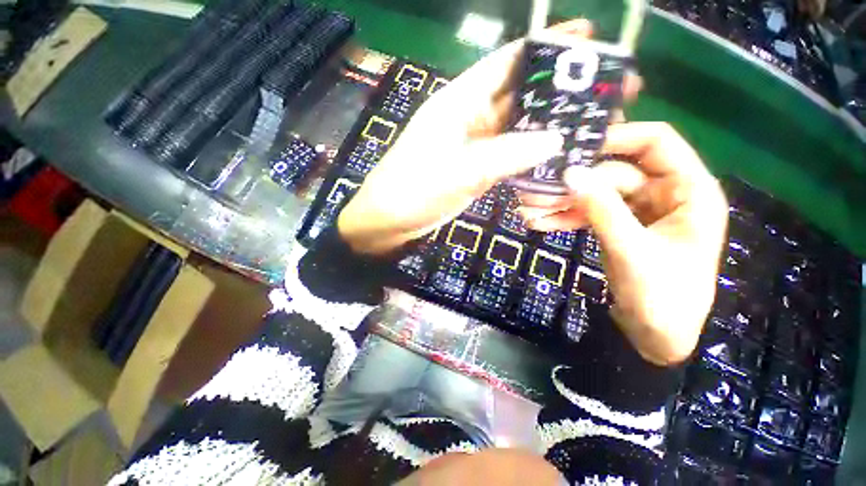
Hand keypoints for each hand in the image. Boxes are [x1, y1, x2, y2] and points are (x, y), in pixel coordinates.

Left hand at [339, 20, 630, 254]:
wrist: (391, 221)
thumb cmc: (412, 190)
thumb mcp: (457, 171)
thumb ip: (505, 155)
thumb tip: (557, 138)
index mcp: (459, 102)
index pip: (508, 62)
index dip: (547, 46)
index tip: (589, 38)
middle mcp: (470, 117)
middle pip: (521, 95)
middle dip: (560, 90)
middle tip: (604, 92)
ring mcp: (475, 146)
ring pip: (519, 128)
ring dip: (551, 125)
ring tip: (592, 125)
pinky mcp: (477, 169)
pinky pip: (511, 156)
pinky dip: (533, 155)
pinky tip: (558, 156)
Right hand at [520, 123, 727, 364]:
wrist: (655, 337)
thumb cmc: (662, 299)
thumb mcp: (631, 251)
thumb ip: (602, 210)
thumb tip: (569, 174)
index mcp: (689, 191)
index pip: (655, 142)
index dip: (616, 138)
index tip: (574, 147)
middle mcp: (665, 193)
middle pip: (613, 172)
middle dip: (574, 184)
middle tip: (535, 192)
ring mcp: (639, 210)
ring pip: (597, 194)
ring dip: (564, 202)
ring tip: (530, 211)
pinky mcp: (619, 226)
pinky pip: (591, 212)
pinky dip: (567, 217)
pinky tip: (541, 224)